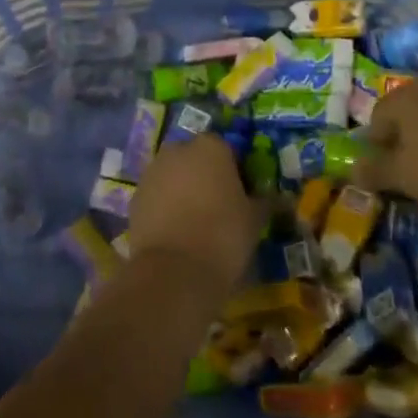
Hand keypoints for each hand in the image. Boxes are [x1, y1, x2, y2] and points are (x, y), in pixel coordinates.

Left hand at [129, 133, 261, 297]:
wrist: (174, 271)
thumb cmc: (223, 235)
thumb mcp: (255, 219)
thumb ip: (267, 202)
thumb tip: (282, 199)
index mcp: (211, 146)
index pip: (227, 149)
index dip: (236, 171)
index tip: (243, 195)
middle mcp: (178, 150)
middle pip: (196, 158)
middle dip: (206, 176)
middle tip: (220, 207)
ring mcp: (152, 172)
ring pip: (174, 175)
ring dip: (183, 190)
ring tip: (196, 224)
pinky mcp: (135, 197)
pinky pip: (157, 196)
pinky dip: (165, 208)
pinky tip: (177, 234)